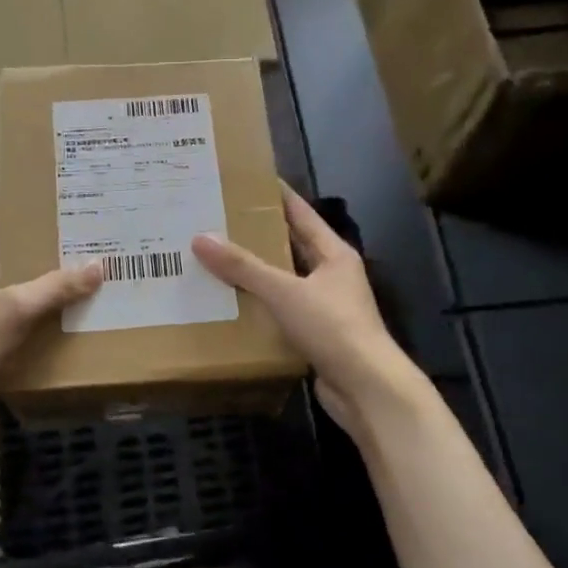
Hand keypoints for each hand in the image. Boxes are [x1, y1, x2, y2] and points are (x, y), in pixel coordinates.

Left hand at [0, 203, 101, 405]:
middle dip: (14, 238)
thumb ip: (57, 287)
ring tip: (50, 260)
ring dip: (13, 269)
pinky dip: (9, 295)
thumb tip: (97, 266)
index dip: (1, 208)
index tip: (31, 199)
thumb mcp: (17, 309)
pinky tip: (37, 300)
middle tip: (50, 229)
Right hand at [191, 184, 420, 440]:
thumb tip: (201, 238)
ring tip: (217, 258)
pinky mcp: (317, 335)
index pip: (301, 213)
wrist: (366, 388)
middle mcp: (332, 275)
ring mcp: (326, 306)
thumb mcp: (284, 291)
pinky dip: (260, 306)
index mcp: (333, 253)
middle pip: (292, 246)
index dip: (277, 195)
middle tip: (220, 220)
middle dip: (259, 234)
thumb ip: (243, 266)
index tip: (247, 180)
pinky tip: (231, 304)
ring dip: (257, 273)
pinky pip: (282, 311)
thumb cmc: (332, 327)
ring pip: (286, 280)